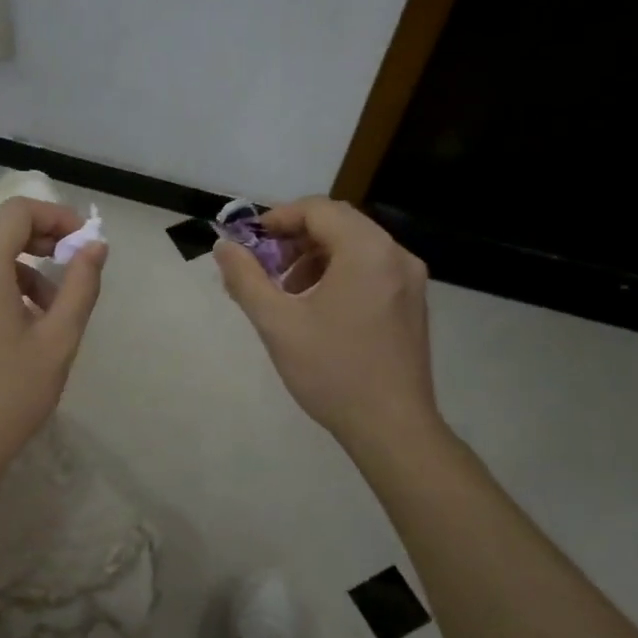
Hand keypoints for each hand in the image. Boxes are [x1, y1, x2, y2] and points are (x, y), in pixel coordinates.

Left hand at [0, 197, 106, 494]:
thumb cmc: (11, 395)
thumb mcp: (58, 340)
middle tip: (72, 269)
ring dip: (20, 269)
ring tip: (48, 311)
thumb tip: (95, 246)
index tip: (82, 242)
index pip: (17, 212)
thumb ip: (80, 285)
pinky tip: (15, 326)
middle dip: (40, 242)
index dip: (55, 216)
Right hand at [214, 197, 440, 447]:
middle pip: (338, 224)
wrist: (392, 428)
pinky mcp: (412, 302)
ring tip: (286, 292)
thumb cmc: (332, 371)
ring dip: (315, 257)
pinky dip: (338, 273)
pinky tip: (317, 308)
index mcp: (367, 251)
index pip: (317, 209)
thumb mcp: (277, 323)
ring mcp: (410, 279)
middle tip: (263, 267)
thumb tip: (224, 248)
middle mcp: (395, 255)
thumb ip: (246, 279)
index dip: (277, 219)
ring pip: (355, 246)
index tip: (249, 243)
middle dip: (294, 239)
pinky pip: (371, 268)